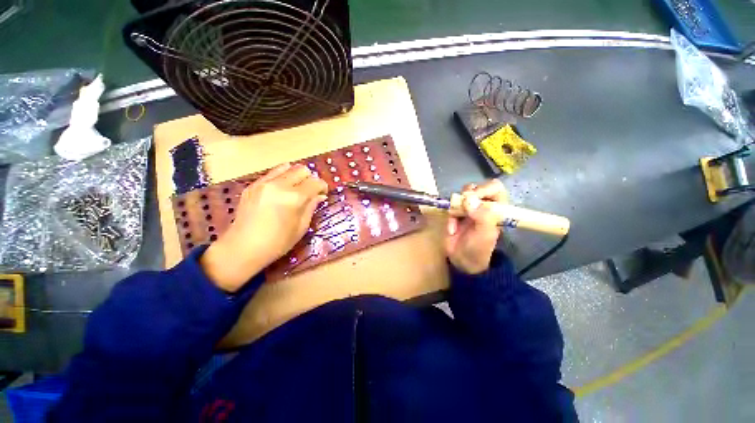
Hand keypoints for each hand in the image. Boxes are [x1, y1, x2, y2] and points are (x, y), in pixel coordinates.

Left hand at [201, 163, 327, 291]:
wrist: (242, 248)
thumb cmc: (277, 243)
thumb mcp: (301, 227)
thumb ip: (311, 207)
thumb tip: (320, 196)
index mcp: (294, 198)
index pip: (315, 182)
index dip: (323, 187)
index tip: (323, 194)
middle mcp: (279, 185)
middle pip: (302, 170)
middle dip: (310, 179)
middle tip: (310, 191)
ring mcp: (263, 183)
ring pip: (287, 167)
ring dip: (296, 175)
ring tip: (296, 189)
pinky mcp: (252, 185)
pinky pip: (273, 173)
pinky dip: (282, 177)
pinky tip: (281, 190)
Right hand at [445, 179, 506, 273]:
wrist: (462, 261)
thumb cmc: (479, 248)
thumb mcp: (485, 233)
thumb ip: (482, 216)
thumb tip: (469, 198)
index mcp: (497, 209)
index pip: (494, 188)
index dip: (484, 189)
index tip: (473, 198)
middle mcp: (483, 206)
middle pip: (476, 188)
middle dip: (468, 195)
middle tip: (463, 205)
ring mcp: (469, 210)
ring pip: (462, 195)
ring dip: (457, 205)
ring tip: (456, 216)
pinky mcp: (456, 214)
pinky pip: (451, 207)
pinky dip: (450, 217)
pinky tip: (452, 229)